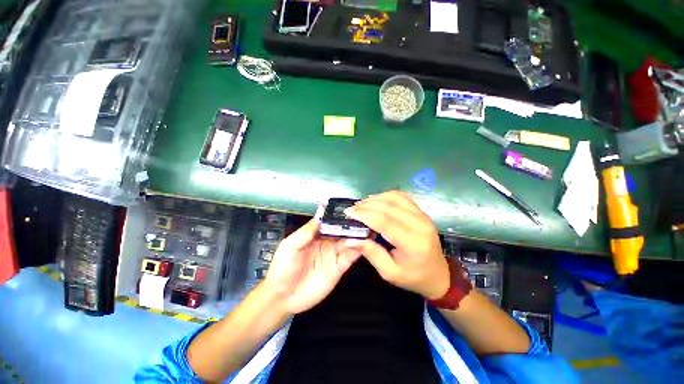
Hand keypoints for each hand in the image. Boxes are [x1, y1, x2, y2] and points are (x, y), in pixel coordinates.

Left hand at [262, 205, 361, 314]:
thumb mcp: (291, 245)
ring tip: (367, 227)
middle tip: (365, 216)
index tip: (351, 206)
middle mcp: (328, 241)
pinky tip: (362, 244)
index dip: (340, 214)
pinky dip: (357, 250)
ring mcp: (334, 254)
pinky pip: (350, 257)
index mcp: (316, 233)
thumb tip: (321, 210)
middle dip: (353, 223)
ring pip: (350, 241)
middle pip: (343, 230)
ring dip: (358, 235)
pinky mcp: (338, 268)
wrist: (283, 298)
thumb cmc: (283, 267)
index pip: (331, 221)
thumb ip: (307, 230)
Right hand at [343, 191, 449, 299]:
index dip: (364, 215)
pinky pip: (402, 197)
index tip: (349, 213)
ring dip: (375, 199)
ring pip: (394, 198)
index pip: (384, 221)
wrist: (439, 274)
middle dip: (366, 206)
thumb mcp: (389, 272)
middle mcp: (419, 224)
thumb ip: (371, 253)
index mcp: (412, 243)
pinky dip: (386, 196)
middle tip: (352, 209)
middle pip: (388, 206)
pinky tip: (376, 201)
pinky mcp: (421, 211)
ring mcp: (422, 215)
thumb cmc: (413, 277)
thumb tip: (350, 239)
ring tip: (361, 205)